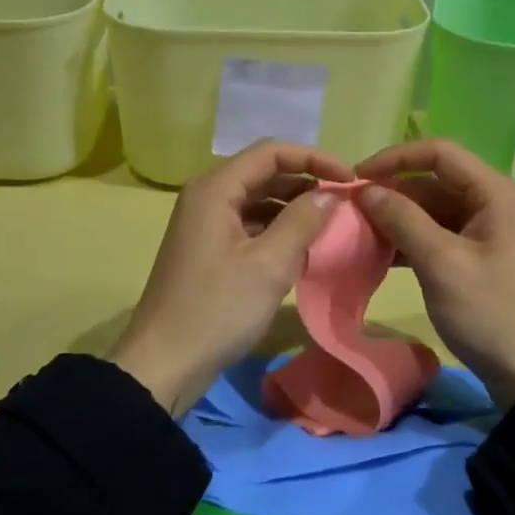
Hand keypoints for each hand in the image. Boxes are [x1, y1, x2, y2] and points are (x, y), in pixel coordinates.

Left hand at [111, 140, 350, 413]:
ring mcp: (206, 223)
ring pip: (258, 199)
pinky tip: (302, 249)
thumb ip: (302, 222)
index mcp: (216, 189)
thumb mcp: (269, 265)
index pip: (272, 152)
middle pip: (264, 172)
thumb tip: (330, 194)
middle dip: (307, 182)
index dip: (314, 158)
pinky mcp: (209, 248)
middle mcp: (207, 196)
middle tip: (346, 203)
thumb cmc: (217, 309)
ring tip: (331, 224)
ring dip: (294, 207)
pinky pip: (250, 224)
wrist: (164, 363)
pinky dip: (277, 229)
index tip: (350, 180)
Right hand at [354, 138, 514, 406]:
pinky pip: (438, 232)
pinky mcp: (478, 253)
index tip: (356, 178)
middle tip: (350, 211)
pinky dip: (410, 239)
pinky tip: (380, 254)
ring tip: (359, 233)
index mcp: (495, 192)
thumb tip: (365, 189)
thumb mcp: (441, 264)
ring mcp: (487, 228)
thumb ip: (402, 220)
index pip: (439, 153)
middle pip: (434, 180)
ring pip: (432, 207)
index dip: (395, 158)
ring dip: (397, 217)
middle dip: (392, 192)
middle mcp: (493, 201)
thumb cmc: (489, 312)